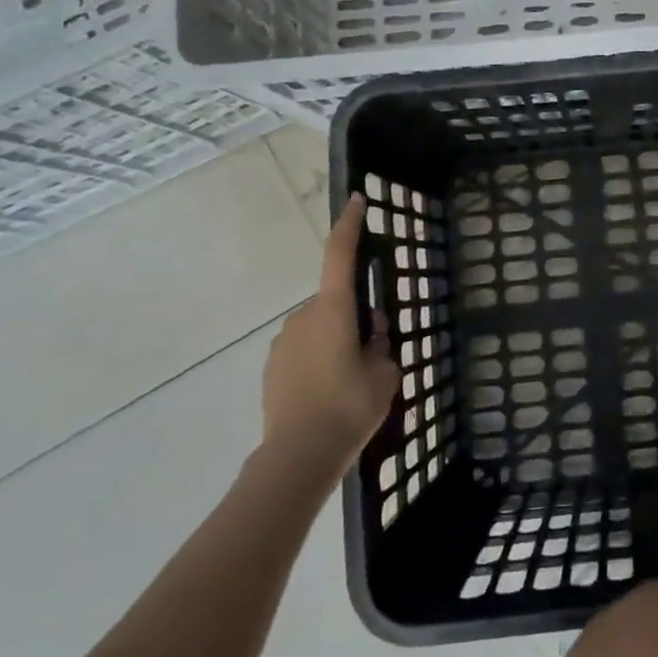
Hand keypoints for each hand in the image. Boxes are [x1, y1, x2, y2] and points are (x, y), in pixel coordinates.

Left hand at [261, 193, 398, 457]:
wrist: (298, 455)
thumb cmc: (349, 407)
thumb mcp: (385, 374)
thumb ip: (382, 346)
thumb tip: (373, 336)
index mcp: (333, 310)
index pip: (340, 255)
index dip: (350, 225)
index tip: (357, 201)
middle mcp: (304, 316)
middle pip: (336, 303)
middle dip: (356, 319)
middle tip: (373, 355)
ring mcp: (283, 341)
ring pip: (320, 329)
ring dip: (336, 342)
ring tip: (350, 384)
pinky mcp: (272, 366)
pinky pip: (304, 350)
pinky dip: (319, 361)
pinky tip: (328, 395)